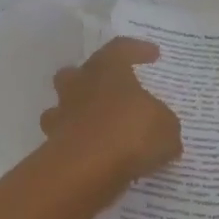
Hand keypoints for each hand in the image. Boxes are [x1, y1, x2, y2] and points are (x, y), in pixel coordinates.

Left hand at [40, 38, 180, 184]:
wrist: (86, 169)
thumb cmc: (130, 133)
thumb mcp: (166, 127)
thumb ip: (163, 124)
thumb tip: (163, 130)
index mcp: (106, 70)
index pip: (120, 49)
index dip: (137, 50)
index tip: (153, 55)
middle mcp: (79, 87)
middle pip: (75, 73)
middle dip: (89, 79)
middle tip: (109, 89)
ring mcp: (61, 116)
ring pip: (63, 107)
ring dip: (78, 114)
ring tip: (99, 128)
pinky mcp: (52, 145)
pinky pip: (66, 139)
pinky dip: (79, 145)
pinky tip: (98, 158)